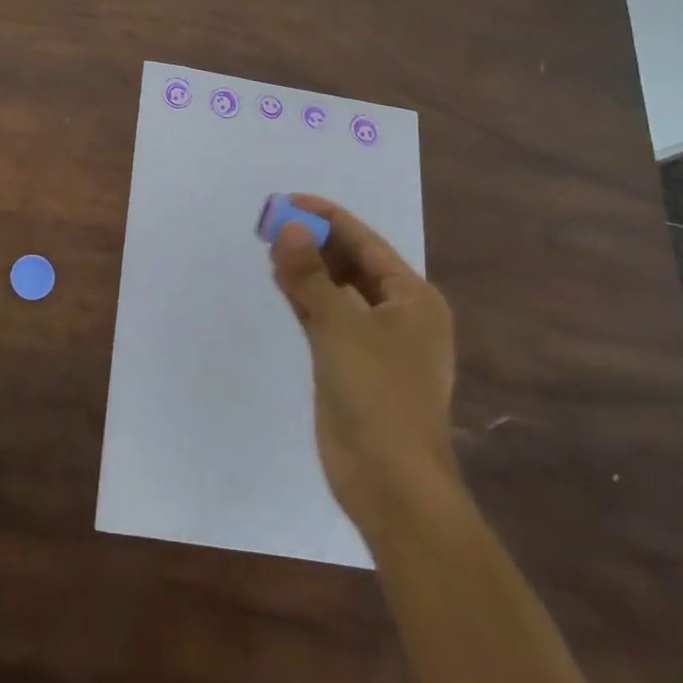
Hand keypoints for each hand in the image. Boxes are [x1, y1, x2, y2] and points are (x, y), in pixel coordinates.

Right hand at [268, 195, 459, 542]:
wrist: (390, 482)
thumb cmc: (378, 394)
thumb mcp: (340, 325)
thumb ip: (310, 274)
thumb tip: (288, 227)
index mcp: (412, 298)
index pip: (366, 243)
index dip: (328, 218)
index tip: (289, 200)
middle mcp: (398, 314)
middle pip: (352, 264)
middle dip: (315, 242)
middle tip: (272, 223)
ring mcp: (375, 342)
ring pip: (336, 291)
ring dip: (307, 269)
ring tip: (270, 246)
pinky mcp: (351, 364)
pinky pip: (326, 317)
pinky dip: (305, 298)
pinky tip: (280, 281)